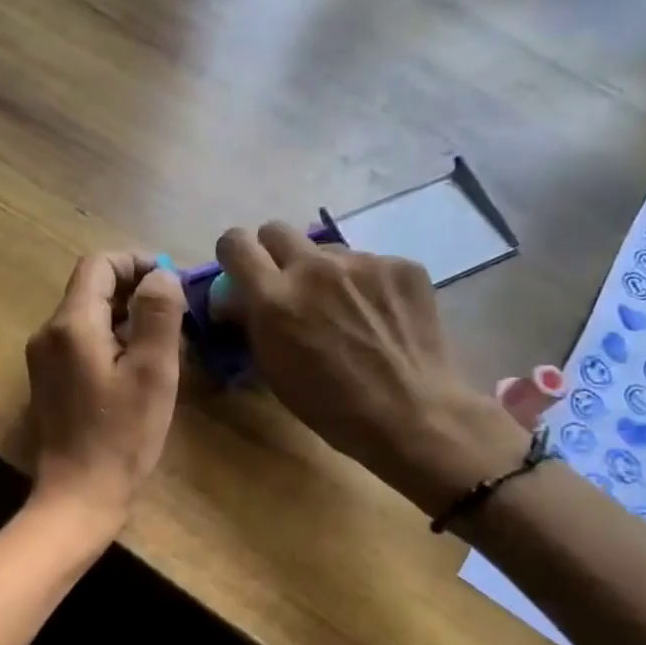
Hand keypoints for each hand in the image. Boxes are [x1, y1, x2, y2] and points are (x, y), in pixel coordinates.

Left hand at [25, 253, 185, 530]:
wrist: (78, 495)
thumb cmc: (121, 435)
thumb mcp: (152, 371)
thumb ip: (158, 314)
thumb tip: (161, 275)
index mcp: (71, 324)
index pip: (100, 264)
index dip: (138, 262)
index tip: (173, 282)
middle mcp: (49, 333)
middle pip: (92, 288)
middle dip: (136, 290)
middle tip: (177, 313)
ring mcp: (44, 358)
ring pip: (88, 315)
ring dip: (126, 316)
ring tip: (165, 340)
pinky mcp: (50, 380)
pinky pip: (82, 341)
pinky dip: (112, 340)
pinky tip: (138, 367)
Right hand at [215, 223, 527, 511]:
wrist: (411, 414)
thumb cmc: (330, 406)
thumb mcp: (272, 368)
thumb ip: (252, 322)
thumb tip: (238, 299)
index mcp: (274, 297)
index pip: (235, 244)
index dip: (234, 254)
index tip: (241, 270)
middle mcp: (314, 267)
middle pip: (277, 230)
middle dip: (274, 253)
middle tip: (287, 285)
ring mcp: (362, 261)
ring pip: (327, 251)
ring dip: (325, 273)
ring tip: (346, 312)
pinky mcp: (401, 264)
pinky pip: (370, 264)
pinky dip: (367, 285)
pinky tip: (381, 318)